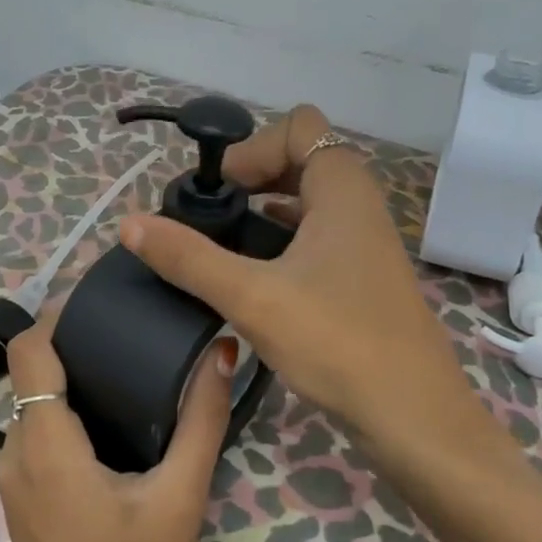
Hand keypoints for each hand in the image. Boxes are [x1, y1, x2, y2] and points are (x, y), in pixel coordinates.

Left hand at [0, 320, 236, 541]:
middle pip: (32, 372)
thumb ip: (201, 420)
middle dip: (74, 343)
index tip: (106, 301)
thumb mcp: (180, 498)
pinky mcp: (23, 502)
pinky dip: (66, 413)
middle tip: (133, 329)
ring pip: (33, 404)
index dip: (59, 315)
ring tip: (130, 365)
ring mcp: (13, 482)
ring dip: (72, 379)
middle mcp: (15, 454)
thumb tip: (222, 352)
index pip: (29, 351)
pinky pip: (36, 434)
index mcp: (45, 445)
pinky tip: (115, 418)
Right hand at [121, 104, 482, 455]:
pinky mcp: (363, 278)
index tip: (219, 191)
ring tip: (225, 244)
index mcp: (343, 188)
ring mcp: (366, 243)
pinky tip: (257, 277)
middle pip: (302, 160)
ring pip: (310, 202)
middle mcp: (360, 205)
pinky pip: (318, 237)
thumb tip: (130, 224)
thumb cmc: (337, 342)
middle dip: (254, 176)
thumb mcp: (252, 297)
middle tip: (213, 215)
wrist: (412, 415)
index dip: (252, 147)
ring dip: (267, 210)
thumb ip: (189, 258)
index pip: (298, 127)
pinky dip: (284, 241)